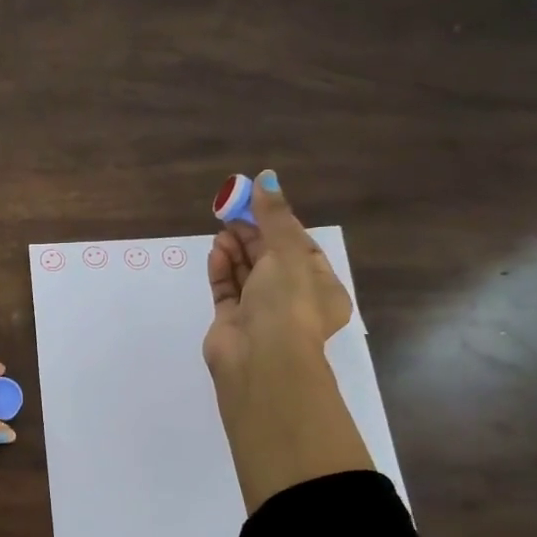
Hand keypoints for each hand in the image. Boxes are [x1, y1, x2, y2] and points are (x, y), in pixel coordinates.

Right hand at [204, 169, 373, 510]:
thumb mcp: (288, 252)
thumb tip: (267, 177)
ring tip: (221, 229)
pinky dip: (222, 269)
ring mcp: (261, 313)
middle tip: (231, 210)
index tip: (257, 202)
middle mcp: (292, 300)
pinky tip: (216, 250)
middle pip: (271, 258)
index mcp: (320, 287)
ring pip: (247, 273)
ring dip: (236, 249)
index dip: (279, 223)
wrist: (261, 360)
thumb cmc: (287, 303)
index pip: (301, 247)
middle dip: (252, 234)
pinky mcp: (232, 322)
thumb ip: (274, 216)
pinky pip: (226, 290)